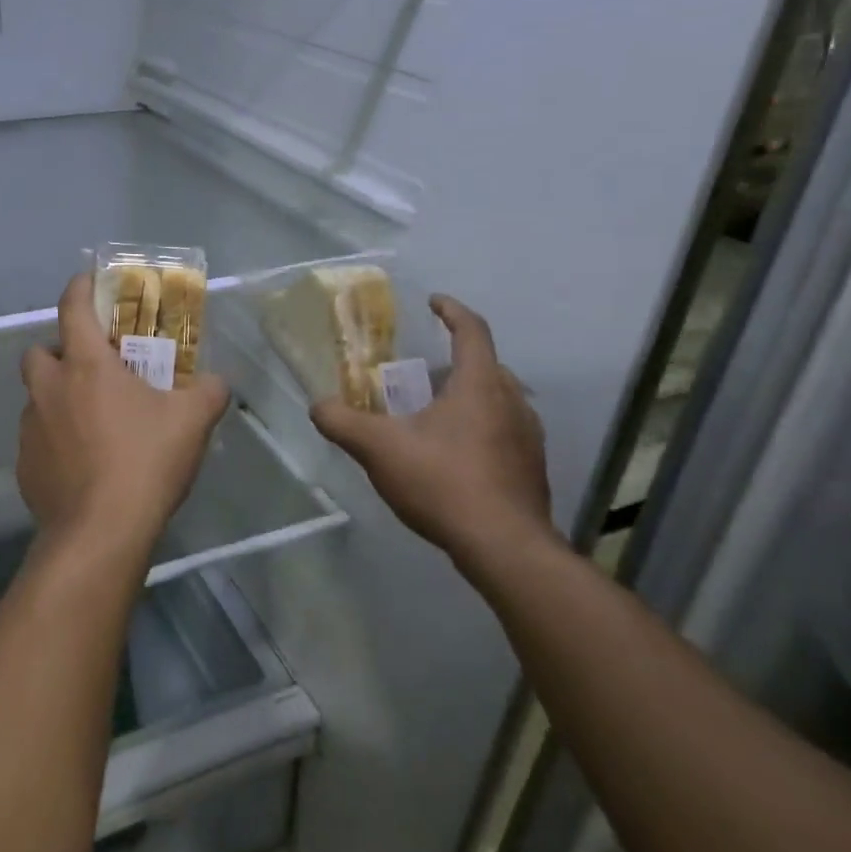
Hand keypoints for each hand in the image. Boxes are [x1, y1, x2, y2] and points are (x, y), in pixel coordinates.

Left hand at [18, 275, 230, 563]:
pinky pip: (37, 438)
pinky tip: (82, 463)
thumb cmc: (145, 462)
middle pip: (39, 351)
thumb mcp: (192, 421)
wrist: (100, 533)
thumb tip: (215, 382)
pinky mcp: (24, 465)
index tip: (89, 281)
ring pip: (37, 397)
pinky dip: (55, 439)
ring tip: (92, 421)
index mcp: (85, 366)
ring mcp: (30, 428)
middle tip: (93, 369)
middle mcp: (49, 389)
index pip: (73, 307)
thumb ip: (208, 392)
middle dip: (59, 352)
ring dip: (57, 398)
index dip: (80, 287)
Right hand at [312, 294, 554, 568]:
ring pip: (497, 400)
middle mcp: (512, 402)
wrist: (505, 549)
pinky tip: (452, 457)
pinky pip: (504, 432)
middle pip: (485, 366)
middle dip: (452, 362)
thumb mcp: (378, 449)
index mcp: (480, 384)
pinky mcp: (532, 469)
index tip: (432, 302)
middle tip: (417, 375)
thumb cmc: (444, 483)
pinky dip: (478, 429)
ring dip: (466, 397)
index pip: (472, 330)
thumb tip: (319, 406)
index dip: (451, 310)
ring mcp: (529, 438)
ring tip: (430, 415)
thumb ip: (342, 422)